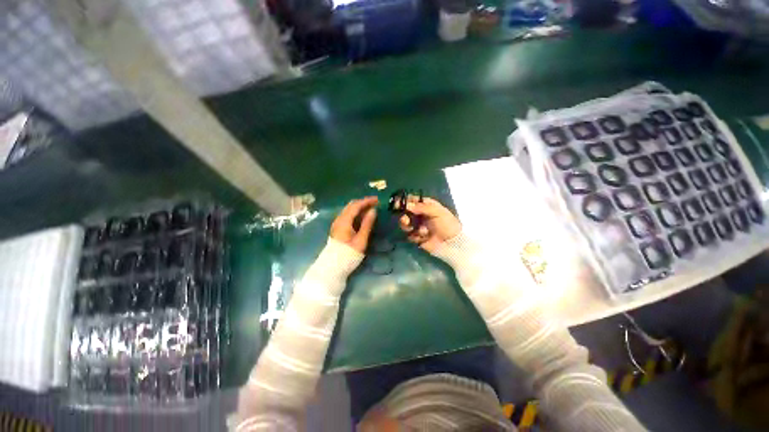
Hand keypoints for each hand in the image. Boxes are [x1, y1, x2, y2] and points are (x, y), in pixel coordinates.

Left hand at [330, 197, 377, 252]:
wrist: (333, 267)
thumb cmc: (349, 254)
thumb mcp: (361, 239)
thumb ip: (367, 224)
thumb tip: (373, 210)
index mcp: (344, 220)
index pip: (356, 205)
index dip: (367, 201)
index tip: (377, 200)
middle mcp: (339, 219)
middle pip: (351, 205)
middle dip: (363, 202)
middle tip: (375, 203)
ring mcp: (337, 223)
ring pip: (348, 210)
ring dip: (359, 207)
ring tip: (371, 209)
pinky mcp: (338, 228)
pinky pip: (347, 215)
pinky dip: (356, 213)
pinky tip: (362, 217)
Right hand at [399, 196, 460, 252]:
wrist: (452, 243)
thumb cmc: (447, 224)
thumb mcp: (437, 212)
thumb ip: (421, 207)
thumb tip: (407, 205)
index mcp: (426, 205)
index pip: (412, 200)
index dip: (404, 201)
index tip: (397, 203)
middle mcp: (420, 214)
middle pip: (405, 212)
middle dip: (404, 215)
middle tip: (405, 219)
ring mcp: (418, 226)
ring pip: (405, 224)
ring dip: (407, 226)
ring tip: (414, 230)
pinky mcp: (416, 237)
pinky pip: (409, 235)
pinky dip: (414, 236)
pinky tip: (422, 238)